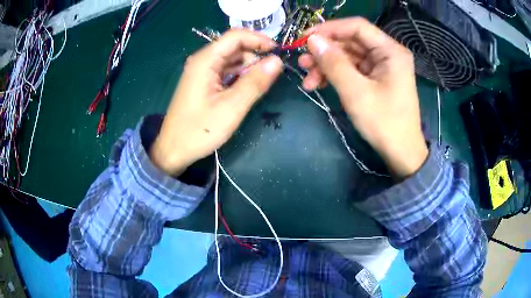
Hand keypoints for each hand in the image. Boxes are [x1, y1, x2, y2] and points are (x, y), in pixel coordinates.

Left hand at [150, 30, 282, 175]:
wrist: (173, 150)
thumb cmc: (200, 130)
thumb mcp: (232, 107)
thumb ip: (255, 82)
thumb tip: (277, 61)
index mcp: (205, 60)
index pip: (236, 36)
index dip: (259, 39)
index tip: (278, 52)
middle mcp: (202, 61)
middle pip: (234, 47)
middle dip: (254, 56)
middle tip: (270, 75)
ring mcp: (201, 72)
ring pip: (231, 60)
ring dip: (247, 68)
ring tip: (259, 85)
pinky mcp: (203, 83)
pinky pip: (225, 72)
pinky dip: (238, 76)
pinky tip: (245, 90)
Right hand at [299, 18, 427, 177]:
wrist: (401, 154)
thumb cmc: (384, 123)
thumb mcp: (356, 92)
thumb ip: (333, 63)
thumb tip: (312, 40)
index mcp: (390, 51)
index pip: (357, 27)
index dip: (329, 29)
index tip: (304, 38)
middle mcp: (387, 54)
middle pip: (351, 42)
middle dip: (325, 51)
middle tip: (302, 63)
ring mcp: (382, 67)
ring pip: (348, 56)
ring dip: (326, 65)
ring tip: (307, 80)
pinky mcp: (376, 79)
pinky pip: (352, 70)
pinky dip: (335, 76)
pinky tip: (318, 85)